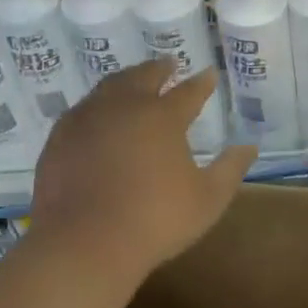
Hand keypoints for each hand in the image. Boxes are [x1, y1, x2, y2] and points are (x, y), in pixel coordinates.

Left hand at [30, 60, 255, 286]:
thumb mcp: (208, 199)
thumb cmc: (155, 221)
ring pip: (109, 87)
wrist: (84, 243)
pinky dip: (97, 104)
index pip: (188, 92)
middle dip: (159, 69)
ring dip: (126, 80)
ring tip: (133, 80)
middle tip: (168, 64)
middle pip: (143, 77)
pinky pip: (82, 110)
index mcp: (162, 117)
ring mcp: (87, 119)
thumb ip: (230, 168)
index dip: (202, 83)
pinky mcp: (59, 138)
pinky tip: (98, 114)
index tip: (209, 74)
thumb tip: (248, 145)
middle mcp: (124, 106)